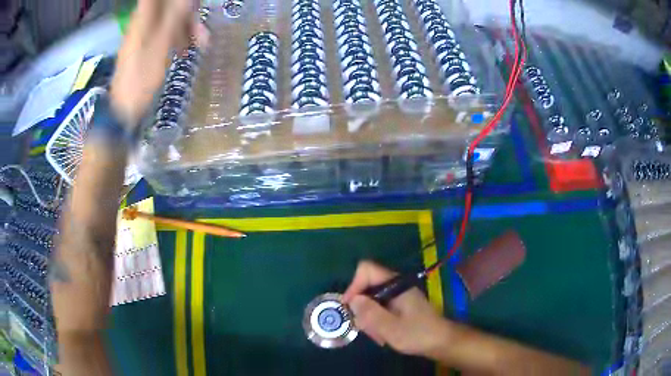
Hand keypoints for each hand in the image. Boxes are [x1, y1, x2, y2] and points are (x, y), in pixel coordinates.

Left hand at [110, 0, 207, 127]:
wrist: (125, 107)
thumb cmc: (141, 77)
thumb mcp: (161, 46)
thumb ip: (175, 17)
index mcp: (144, 18)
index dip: (176, 0)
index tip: (192, 3)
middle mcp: (143, 22)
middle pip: (169, 7)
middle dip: (188, 13)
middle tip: (202, 24)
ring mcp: (144, 35)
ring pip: (169, 20)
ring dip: (186, 27)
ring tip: (201, 41)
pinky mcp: (146, 47)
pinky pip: (165, 34)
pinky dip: (178, 38)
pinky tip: (187, 49)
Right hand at [342, 261, 451, 357]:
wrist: (441, 342)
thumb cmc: (418, 334)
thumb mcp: (391, 328)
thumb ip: (371, 313)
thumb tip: (352, 300)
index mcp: (396, 285)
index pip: (366, 270)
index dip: (354, 286)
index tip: (349, 307)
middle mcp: (395, 286)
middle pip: (366, 287)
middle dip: (361, 308)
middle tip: (365, 328)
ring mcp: (397, 296)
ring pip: (371, 300)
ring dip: (369, 318)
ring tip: (378, 336)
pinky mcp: (399, 306)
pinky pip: (379, 309)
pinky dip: (376, 321)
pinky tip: (383, 335)